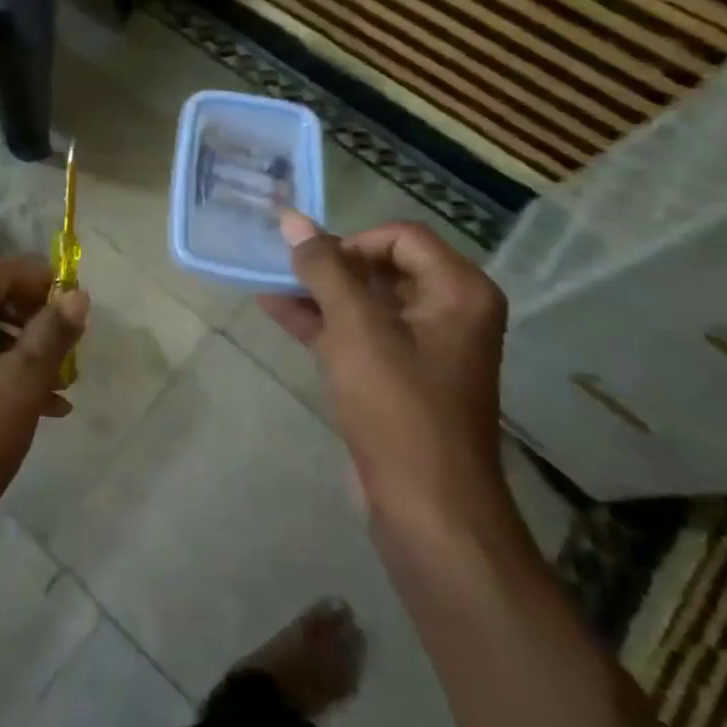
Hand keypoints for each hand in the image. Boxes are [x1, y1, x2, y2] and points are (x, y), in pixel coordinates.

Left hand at [0, 257, 89, 559]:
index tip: (83, 311)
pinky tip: (39, 409)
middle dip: (38, 325)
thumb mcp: (21, 382)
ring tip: (63, 390)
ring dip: (25, 356)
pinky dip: (1, 377)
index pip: (7, 273)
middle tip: (74, 354)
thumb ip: (53, 332)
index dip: (49, 286)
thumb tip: (78, 295)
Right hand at [258, 214, 510, 539]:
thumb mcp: (356, 329)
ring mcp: (423, 347)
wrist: (425, 508)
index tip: (314, 264)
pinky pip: (357, 333)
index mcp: (459, 291)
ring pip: (365, 301)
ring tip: (267, 280)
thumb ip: (323, 268)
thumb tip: (291, 218)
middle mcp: (448, 312)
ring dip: (318, 291)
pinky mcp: (397, 377)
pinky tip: (274, 308)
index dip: (352, 241)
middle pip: (382, 266)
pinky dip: (321, 321)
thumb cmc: (398, 407)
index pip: (400, 237)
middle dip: (329, 265)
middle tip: (283, 266)